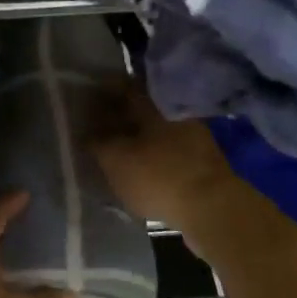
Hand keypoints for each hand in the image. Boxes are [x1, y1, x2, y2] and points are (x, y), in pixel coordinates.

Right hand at [91, 81, 253, 257]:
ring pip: (153, 129)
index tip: (83, 102)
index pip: (120, 86)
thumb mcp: (114, 159)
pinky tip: (136, 168)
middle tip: (94, 128)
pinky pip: (166, 149)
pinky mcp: (200, 161)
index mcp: (152, 102)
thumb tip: (89, 133)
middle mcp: (173, 111)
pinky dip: (149, 154)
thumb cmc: (158, 176)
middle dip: (116, 116)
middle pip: (138, 108)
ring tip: (112, 151)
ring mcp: (191, 136)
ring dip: (133, 137)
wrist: (213, 211)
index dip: (99, 93)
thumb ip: (97, 142)